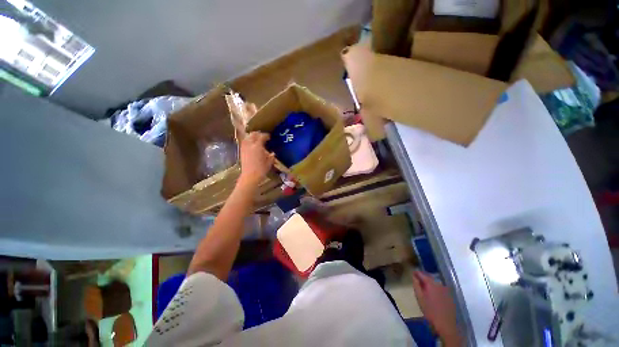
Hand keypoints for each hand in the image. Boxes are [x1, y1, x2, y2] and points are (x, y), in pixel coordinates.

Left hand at [238, 132, 274, 187]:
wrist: (250, 176)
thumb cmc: (261, 169)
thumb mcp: (269, 162)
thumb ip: (271, 156)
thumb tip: (272, 153)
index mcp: (258, 146)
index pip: (262, 136)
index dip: (266, 135)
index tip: (269, 137)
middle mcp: (250, 145)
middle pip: (253, 135)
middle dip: (258, 134)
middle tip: (263, 137)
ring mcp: (244, 148)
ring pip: (247, 137)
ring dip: (252, 137)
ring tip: (257, 139)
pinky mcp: (241, 152)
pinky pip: (244, 142)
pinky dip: (248, 141)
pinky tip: (252, 145)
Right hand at [412, 270, 461, 345]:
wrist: (446, 325)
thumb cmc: (430, 311)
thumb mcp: (420, 298)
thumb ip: (416, 286)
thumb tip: (414, 277)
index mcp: (431, 284)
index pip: (422, 274)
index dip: (416, 273)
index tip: (412, 274)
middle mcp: (439, 284)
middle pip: (429, 277)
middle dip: (423, 277)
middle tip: (417, 280)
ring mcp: (446, 290)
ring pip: (435, 283)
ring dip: (429, 283)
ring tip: (424, 287)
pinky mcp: (449, 295)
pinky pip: (440, 288)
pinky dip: (435, 288)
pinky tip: (432, 294)